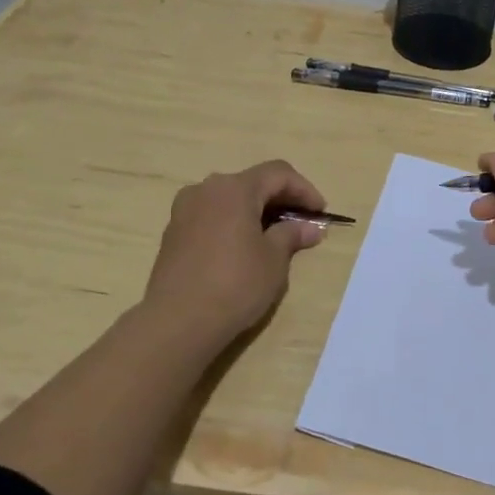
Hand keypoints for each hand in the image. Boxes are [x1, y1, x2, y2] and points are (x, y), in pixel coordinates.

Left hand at [142, 160, 328, 347]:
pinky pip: (211, 217)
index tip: (320, 213)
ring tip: (274, 237)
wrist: (177, 321)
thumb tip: (310, 227)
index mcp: (234, 188)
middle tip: (301, 224)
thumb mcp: (274, 260)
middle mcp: (206, 190)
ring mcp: (184, 210)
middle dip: (280, 200)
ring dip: (255, 212)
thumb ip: (292, 235)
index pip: (278, 174)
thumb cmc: (235, 284)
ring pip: (229, 200)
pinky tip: (243, 249)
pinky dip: (233, 224)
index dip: (304, 190)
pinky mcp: (173, 233)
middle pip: (252, 183)